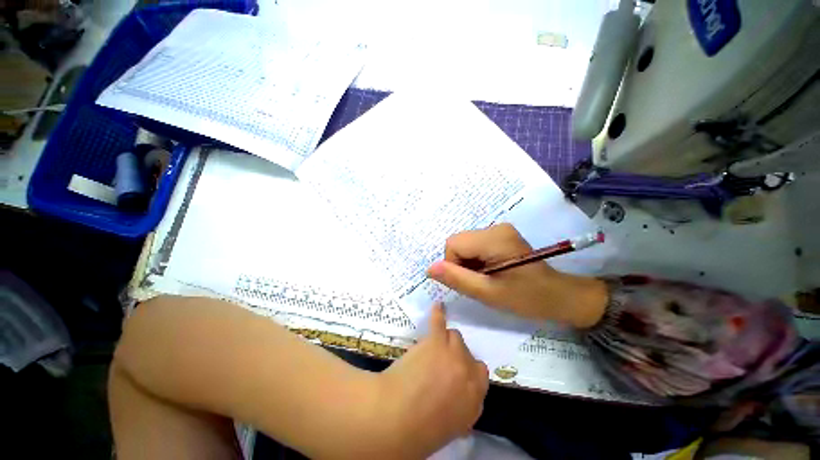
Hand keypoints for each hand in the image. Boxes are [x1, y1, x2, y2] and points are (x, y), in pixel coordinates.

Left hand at [377, 304, 488, 458]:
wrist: (395, 417)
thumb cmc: (419, 432)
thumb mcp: (451, 428)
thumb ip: (462, 410)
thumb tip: (460, 401)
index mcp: (475, 399)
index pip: (481, 374)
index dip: (468, 371)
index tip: (457, 372)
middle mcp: (468, 373)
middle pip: (467, 352)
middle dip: (456, 356)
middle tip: (439, 362)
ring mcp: (453, 353)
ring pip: (455, 336)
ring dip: (445, 340)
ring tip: (432, 347)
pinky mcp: (435, 341)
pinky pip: (440, 321)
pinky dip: (438, 313)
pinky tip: (439, 305)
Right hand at [427, 223, 607, 327]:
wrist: (558, 295)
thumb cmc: (526, 298)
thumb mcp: (488, 293)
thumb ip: (457, 279)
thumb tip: (429, 269)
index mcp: (494, 238)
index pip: (453, 244)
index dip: (454, 265)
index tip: (470, 281)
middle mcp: (495, 228)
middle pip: (458, 242)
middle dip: (461, 263)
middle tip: (480, 281)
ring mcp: (499, 230)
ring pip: (465, 244)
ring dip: (468, 262)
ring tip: (487, 277)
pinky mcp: (501, 235)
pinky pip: (474, 244)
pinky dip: (475, 259)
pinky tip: (490, 271)